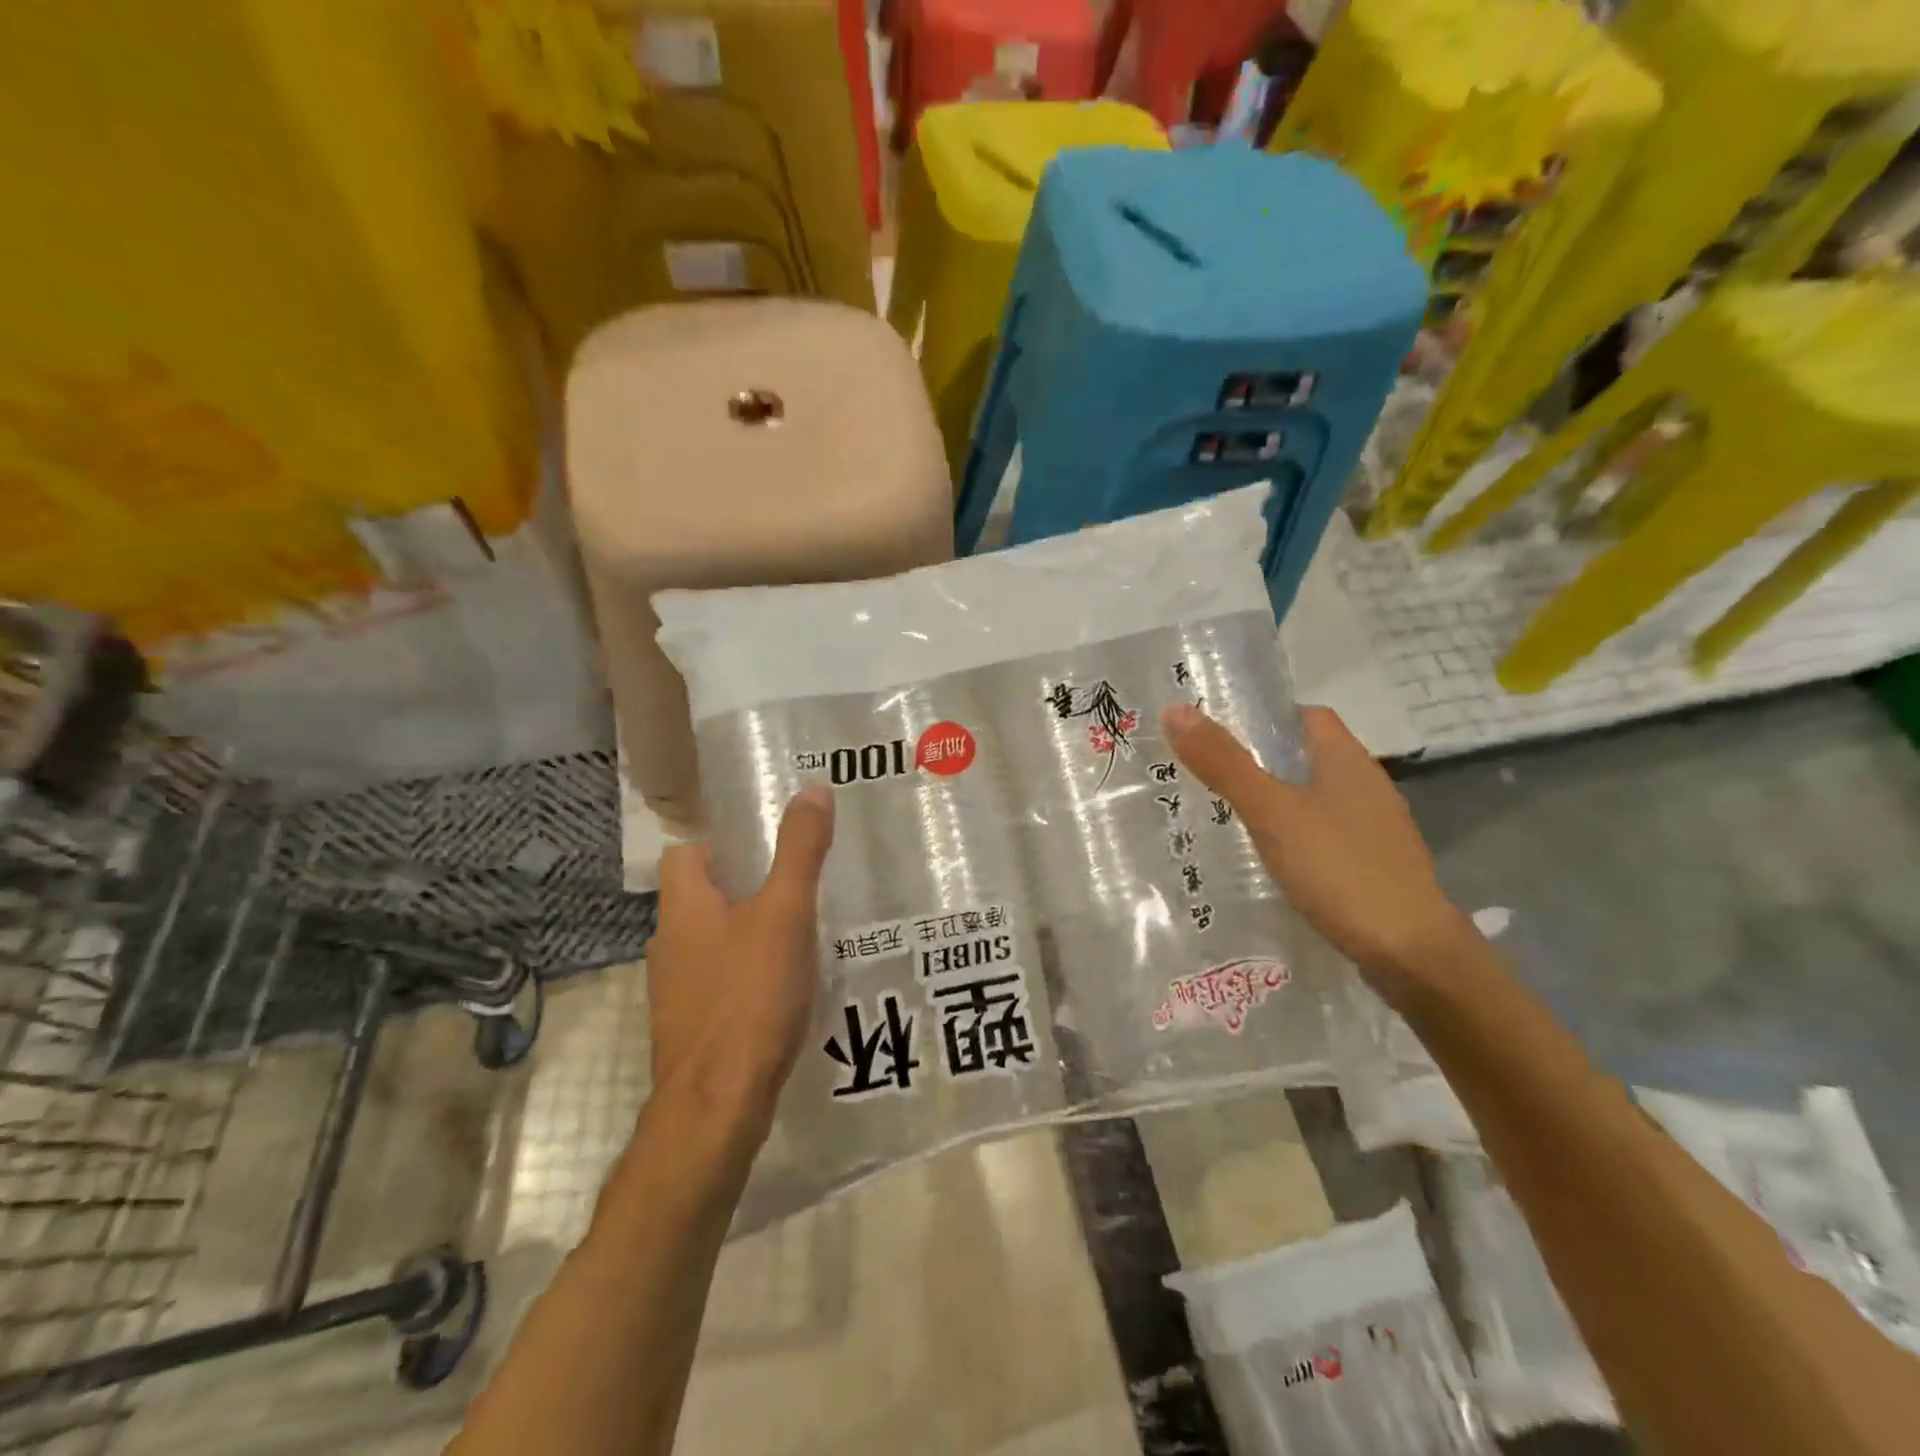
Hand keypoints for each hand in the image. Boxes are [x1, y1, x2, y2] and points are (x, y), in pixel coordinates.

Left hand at [648, 786, 835, 1123]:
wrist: (717, 1105)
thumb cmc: (748, 996)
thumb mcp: (785, 913)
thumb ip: (800, 851)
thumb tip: (813, 789)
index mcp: (682, 907)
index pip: (685, 854)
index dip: (722, 844)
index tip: (768, 847)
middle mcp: (669, 943)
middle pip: (702, 898)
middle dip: (746, 888)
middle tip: (799, 886)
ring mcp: (677, 991)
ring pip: (713, 942)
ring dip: (749, 934)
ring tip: (803, 934)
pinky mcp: (693, 1028)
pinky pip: (721, 983)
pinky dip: (749, 976)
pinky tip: (788, 988)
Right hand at [1162, 703, 1472, 1004]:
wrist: (1410, 952)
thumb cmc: (1338, 868)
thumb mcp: (1270, 812)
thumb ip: (1224, 763)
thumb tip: (1175, 710)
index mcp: (1347, 760)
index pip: (1306, 717)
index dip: (1266, 719)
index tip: (1221, 736)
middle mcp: (1368, 785)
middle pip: (1311, 757)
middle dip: (1265, 762)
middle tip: (1213, 778)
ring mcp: (1377, 828)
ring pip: (1319, 798)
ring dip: (1282, 801)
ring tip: (1234, 819)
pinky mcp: (1377, 865)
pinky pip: (1329, 835)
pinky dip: (1300, 837)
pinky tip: (1275, 861)